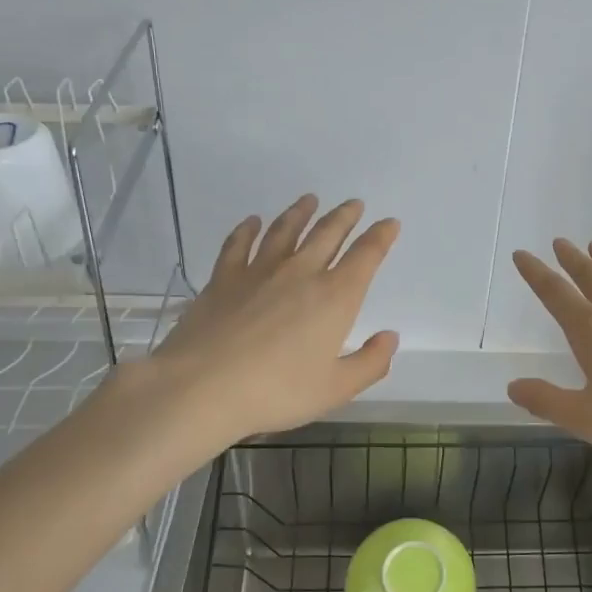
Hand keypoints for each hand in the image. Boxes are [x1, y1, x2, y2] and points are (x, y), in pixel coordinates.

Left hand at [149, 195, 400, 440]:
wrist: (202, 387)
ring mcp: (259, 271)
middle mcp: (300, 273)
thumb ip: (369, 363)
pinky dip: (247, 229)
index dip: (381, 236)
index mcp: (335, 297)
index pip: (365, 256)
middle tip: (354, 204)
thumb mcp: (335, 389)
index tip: (389, 222)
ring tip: (309, 200)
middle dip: (345, 217)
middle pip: (327, 233)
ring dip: (300, 213)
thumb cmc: (276, 391)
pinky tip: (251, 222)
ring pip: (285, 231)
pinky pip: (238, 244)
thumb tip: (390, 337)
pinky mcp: (224, 278)